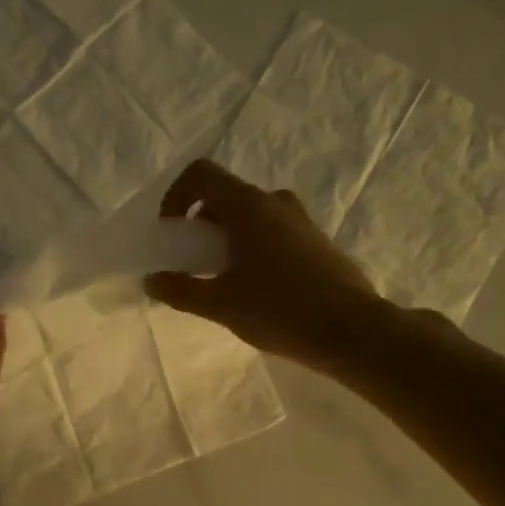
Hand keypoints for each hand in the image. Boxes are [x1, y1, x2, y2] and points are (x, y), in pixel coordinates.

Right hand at [144, 160, 381, 371]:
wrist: (352, 331)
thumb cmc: (280, 310)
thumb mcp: (220, 304)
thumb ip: (181, 290)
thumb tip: (152, 280)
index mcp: (248, 206)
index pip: (201, 174)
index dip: (176, 196)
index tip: (172, 233)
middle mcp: (275, 202)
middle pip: (224, 196)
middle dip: (199, 225)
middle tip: (192, 263)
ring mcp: (300, 220)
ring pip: (249, 215)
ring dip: (225, 238)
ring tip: (221, 280)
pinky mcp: (315, 241)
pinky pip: (271, 231)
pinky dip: (250, 247)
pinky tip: (253, 289)